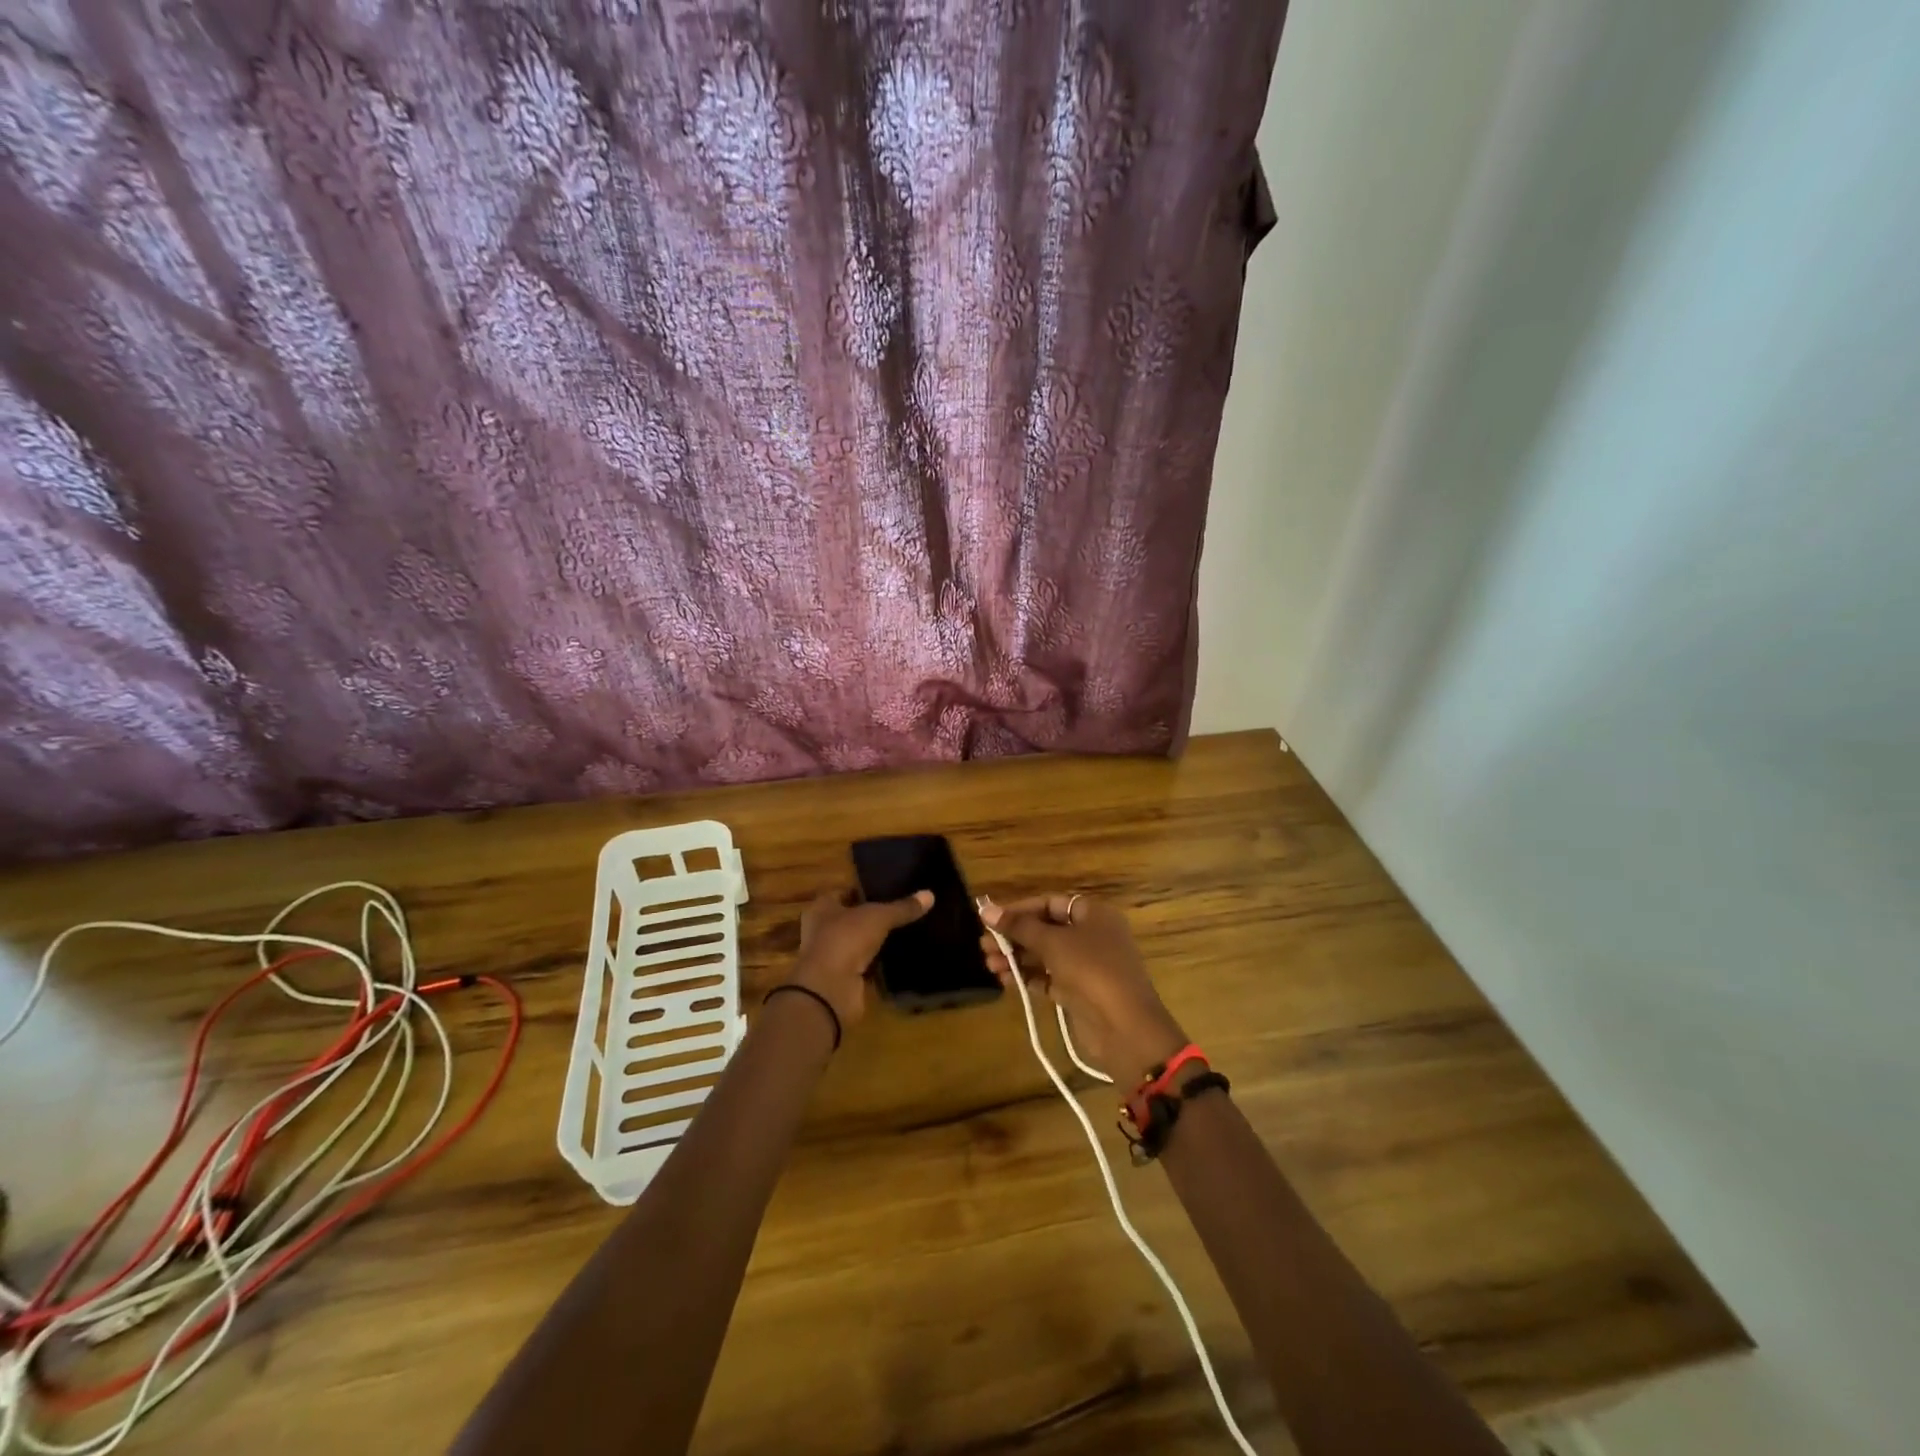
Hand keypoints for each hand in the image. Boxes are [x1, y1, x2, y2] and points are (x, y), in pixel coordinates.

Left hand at [786, 888, 933, 1031]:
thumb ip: (902, 907)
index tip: (887, 889)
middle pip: (849, 919)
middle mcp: (822, 930)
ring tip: (902, 932)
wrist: (830, 989)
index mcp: (822, 908)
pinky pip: (863, 966)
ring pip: (856, 943)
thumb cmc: (845, 939)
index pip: (842, 893)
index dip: (862, 890)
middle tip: (899, 911)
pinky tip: (896, 958)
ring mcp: (831, 957)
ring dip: (873, 942)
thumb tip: (930, 894)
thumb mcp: (879, 917)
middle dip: (870, 917)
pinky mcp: (842, 979)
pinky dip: (876, 964)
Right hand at [979, 894, 1187, 1085]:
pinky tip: (1004, 979)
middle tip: (984, 945)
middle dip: (1015, 936)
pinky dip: (1027, 977)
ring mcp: (1086, 966)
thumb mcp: (1053, 943)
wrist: (1125, 1027)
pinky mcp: (1079, 992)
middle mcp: (1091, 936)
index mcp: (1094, 914)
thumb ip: (1019, 926)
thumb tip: (986, 909)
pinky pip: (1048, 977)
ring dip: (1017, 957)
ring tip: (989, 964)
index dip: (1020, 909)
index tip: (992, 919)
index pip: (1050, 903)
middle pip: (1046, 929)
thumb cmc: (1091, 970)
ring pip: (1045, 955)